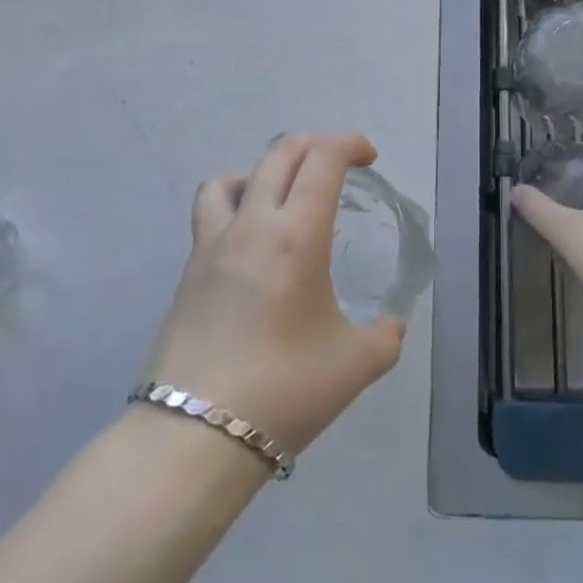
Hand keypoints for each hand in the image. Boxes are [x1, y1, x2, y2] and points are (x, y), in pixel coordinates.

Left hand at [145, 134, 406, 455]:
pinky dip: (234, 204)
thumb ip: (385, 338)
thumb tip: (393, 326)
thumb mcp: (355, 366)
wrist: (195, 438)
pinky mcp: (189, 271)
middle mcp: (252, 225)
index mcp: (296, 236)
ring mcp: (213, 245)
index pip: (323, 160)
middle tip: (338, 165)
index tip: (369, 158)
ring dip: (264, 171)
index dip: (349, 144)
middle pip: (280, 154)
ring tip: (283, 198)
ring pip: (233, 177)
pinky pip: (210, 213)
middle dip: (315, 145)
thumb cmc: (284, 391)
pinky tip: (249, 242)